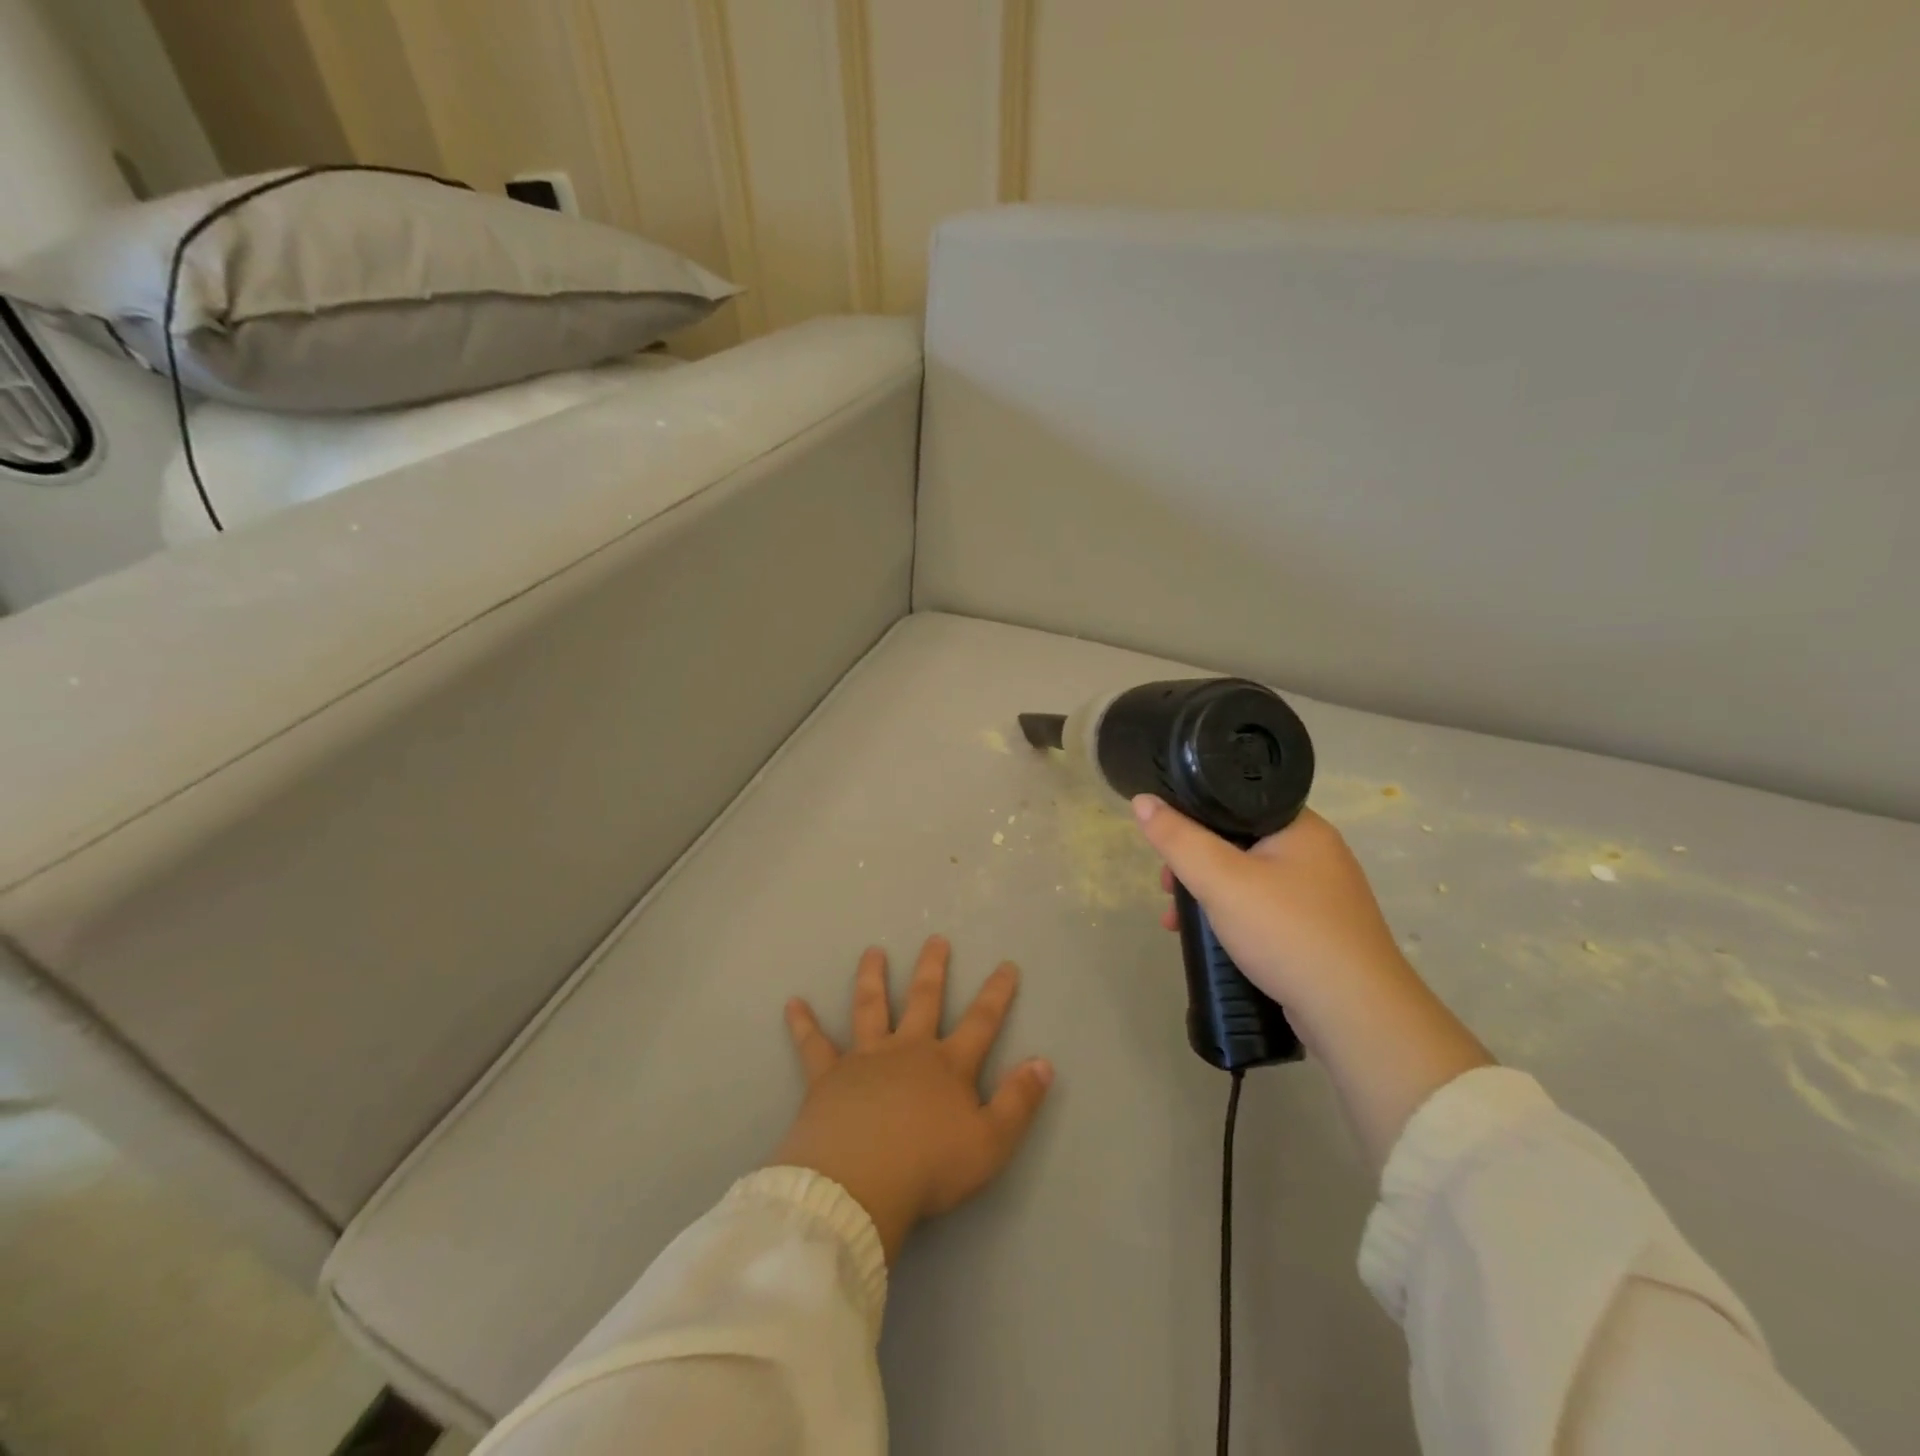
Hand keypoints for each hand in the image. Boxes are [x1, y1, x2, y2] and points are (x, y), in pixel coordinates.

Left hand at [771, 936, 1053, 1262]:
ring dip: (872, 978)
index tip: (1006, 965)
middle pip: (924, 999)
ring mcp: (865, 1059)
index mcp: (947, 1066)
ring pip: (870, 1007)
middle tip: (936, 938)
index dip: (997, 993)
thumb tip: (1044, 1062)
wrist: (858, 1184)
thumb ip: (1019, 1102)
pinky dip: (803, 1023)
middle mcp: (907, 1050)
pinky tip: (792, 1003)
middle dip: (933, 968)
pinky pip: (814, 1045)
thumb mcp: (990, 1143)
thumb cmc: (929, 1167)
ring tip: (872, 951)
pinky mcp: (828, 1077)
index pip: (981, 1021)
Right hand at [1133, 797, 1491, 1171]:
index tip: (1166, 847)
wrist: (1356, 1013)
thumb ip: (1178, 839)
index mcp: (1301, 826)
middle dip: (1195, 865)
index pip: (1236, 802)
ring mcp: (1322, 894)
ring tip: (1177, 922)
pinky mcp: (1321, 930)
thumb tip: (1142, 800)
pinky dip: (1234, 919)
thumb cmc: (1287, 931)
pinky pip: (1265, 910)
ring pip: (1249, 880)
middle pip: (1238, 842)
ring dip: (1209, 896)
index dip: (1193, 818)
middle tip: (1168, 889)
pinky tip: (1214, 942)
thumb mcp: (1221, 880)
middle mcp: (1317, 853)